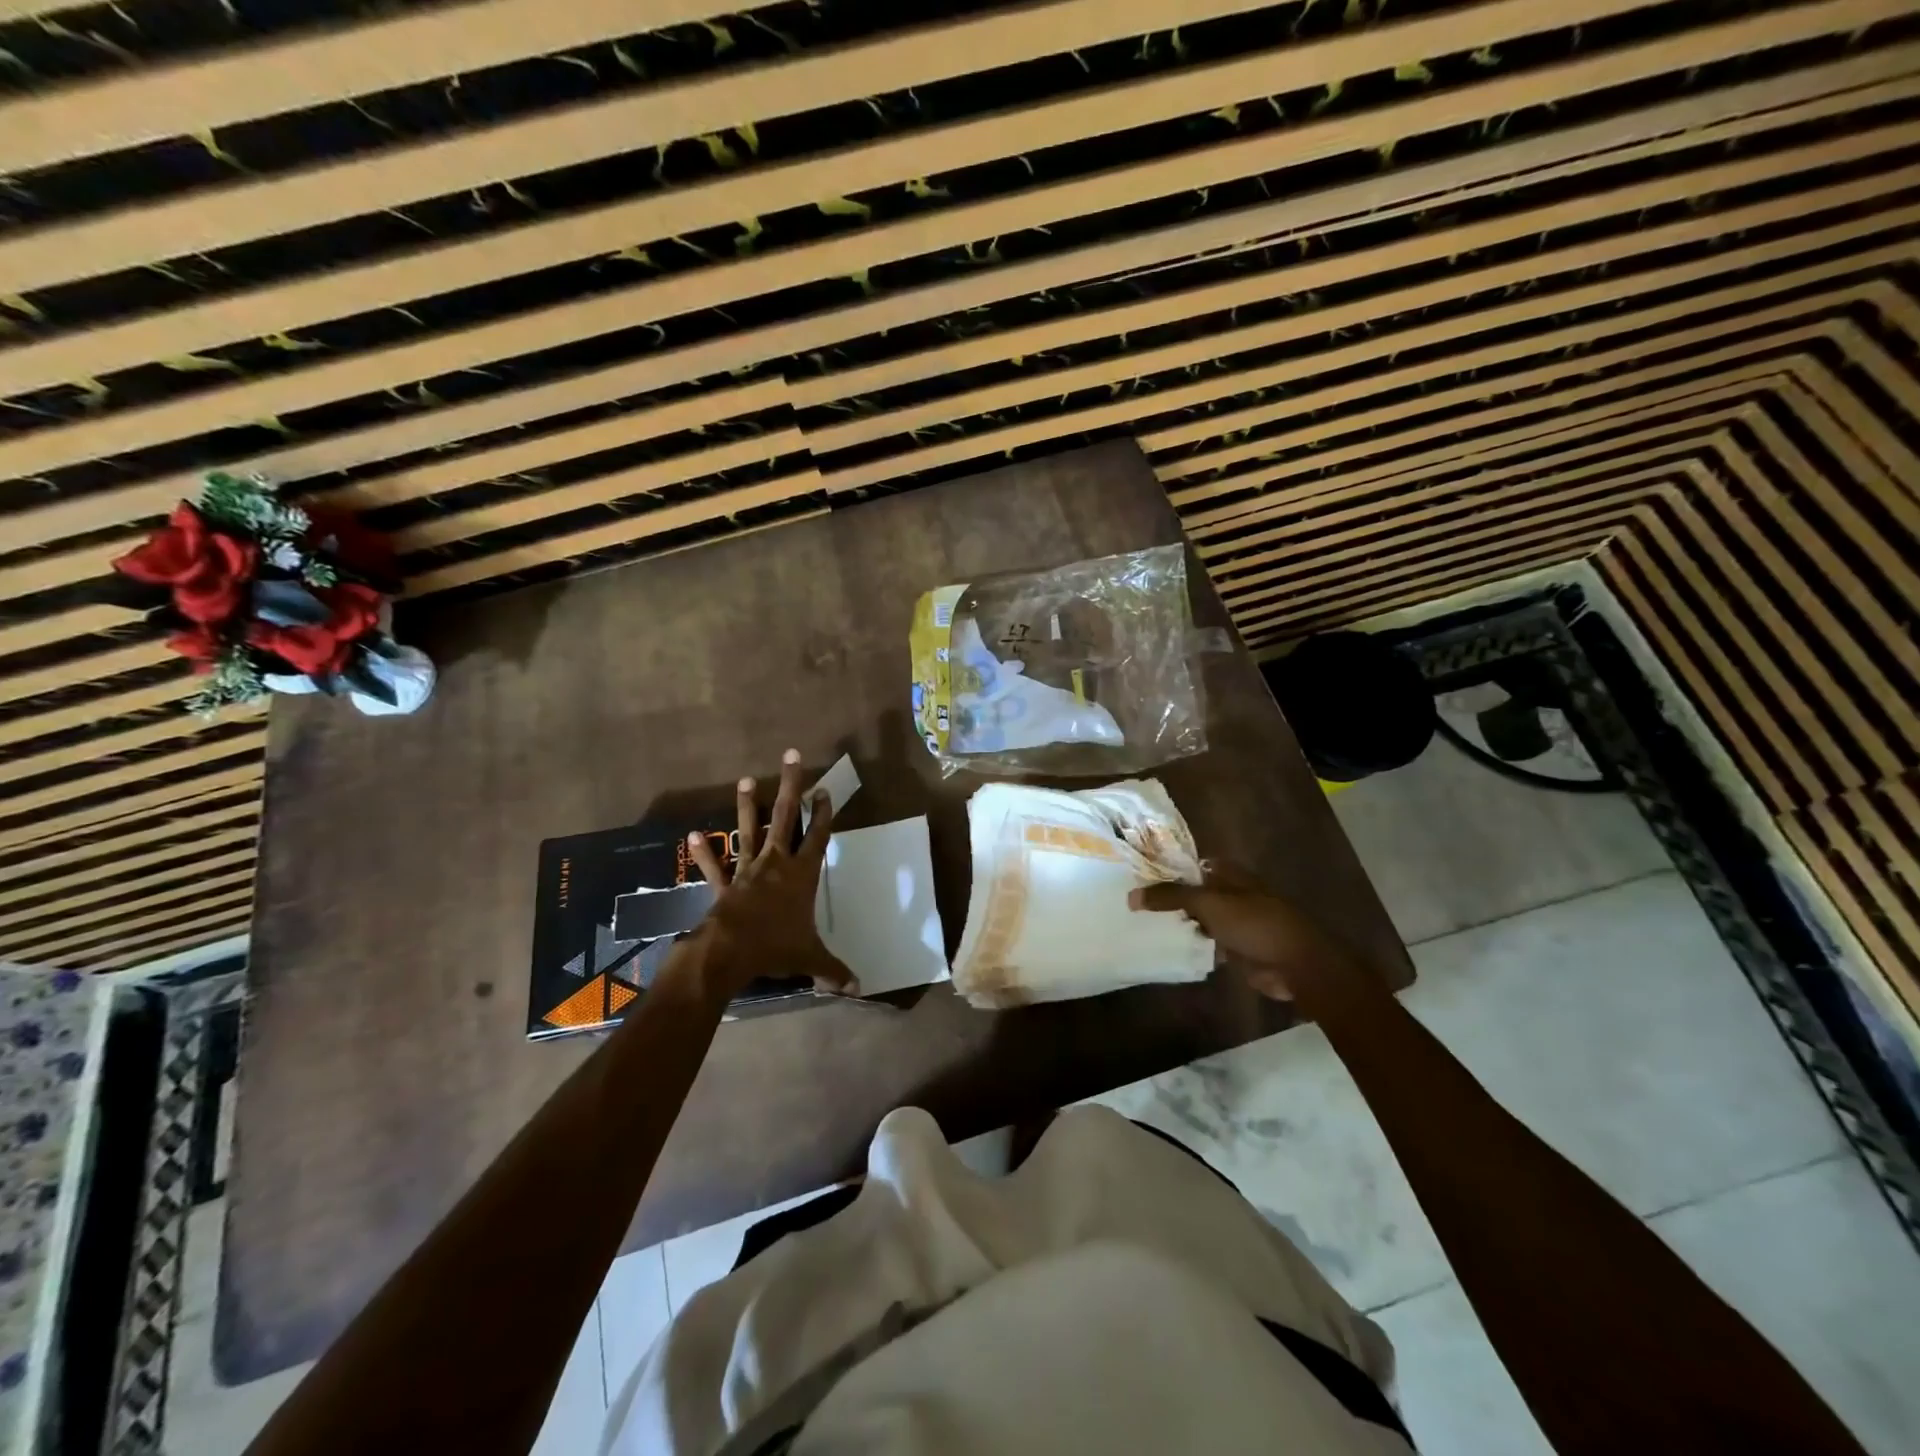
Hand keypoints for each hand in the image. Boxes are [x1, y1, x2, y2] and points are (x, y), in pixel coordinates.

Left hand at [678, 748, 858, 1001]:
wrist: (730, 952)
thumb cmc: (776, 947)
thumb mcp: (810, 958)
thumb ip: (833, 969)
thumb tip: (859, 988)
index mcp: (802, 875)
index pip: (818, 837)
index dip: (823, 813)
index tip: (824, 790)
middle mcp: (776, 864)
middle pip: (786, 817)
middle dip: (791, 786)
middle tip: (792, 756)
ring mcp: (747, 871)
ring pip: (750, 831)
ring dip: (747, 806)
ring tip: (746, 780)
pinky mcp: (723, 885)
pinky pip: (713, 866)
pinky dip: (704, 852)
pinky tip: (692, 835)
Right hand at [1128, 873, 1368, 1008]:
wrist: (1296, 964)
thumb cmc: (1254, 923)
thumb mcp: (1208, 904)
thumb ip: (1170, 897)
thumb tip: (1131, 896)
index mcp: (1229, 874)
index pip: (1189, 865)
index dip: (1165, 868)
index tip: (1135, 875)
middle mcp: (1231, 893)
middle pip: (1192, 892)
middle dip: (1168, 897)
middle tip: (1132, 901)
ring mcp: (1235, 921)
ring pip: (1198, 918)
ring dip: (1178, 922)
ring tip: (1141, 923)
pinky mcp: (1236, 947)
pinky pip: (1206, 941)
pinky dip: (1190, 943)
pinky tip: (1166, 946)